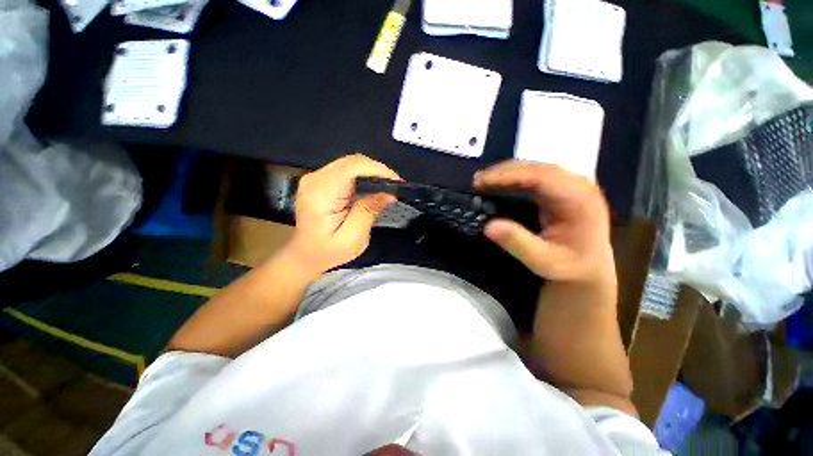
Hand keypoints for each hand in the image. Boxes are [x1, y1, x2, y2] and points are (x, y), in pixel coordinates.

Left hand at [287, 154, 399, 274]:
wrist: (305, 255)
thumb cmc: (328, 251)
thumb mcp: (353, 237)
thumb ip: (369, 211)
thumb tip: (389, 193)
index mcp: (321, 193)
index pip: (352, 167)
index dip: (377, 170)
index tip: (397, 183)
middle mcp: (315, 179)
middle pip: (352, 162)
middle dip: (377, 171)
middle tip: (395, 186)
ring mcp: (315, 177)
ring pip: (350, 163)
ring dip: (371, 173)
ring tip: (387, 187)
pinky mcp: (320, 180)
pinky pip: (346, 170)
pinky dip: (363, 176)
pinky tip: (372, 187)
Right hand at [473, 161, 613, 285]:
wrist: (591, 267)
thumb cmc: (570, 266)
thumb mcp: (544, 261)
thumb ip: (518, 243)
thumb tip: (488, 226)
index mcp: (579, 200)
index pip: (540, 177)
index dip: (508, 176)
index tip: (482, 181)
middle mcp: (579, 185)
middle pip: (537, 167)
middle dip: (504, 171)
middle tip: (477, 180)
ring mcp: (572, 184)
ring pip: (536, 168)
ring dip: (507, 172)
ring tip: (484, 180)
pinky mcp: (563, 187)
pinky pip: (536, 175)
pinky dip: (515, 177)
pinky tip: (500, 182)